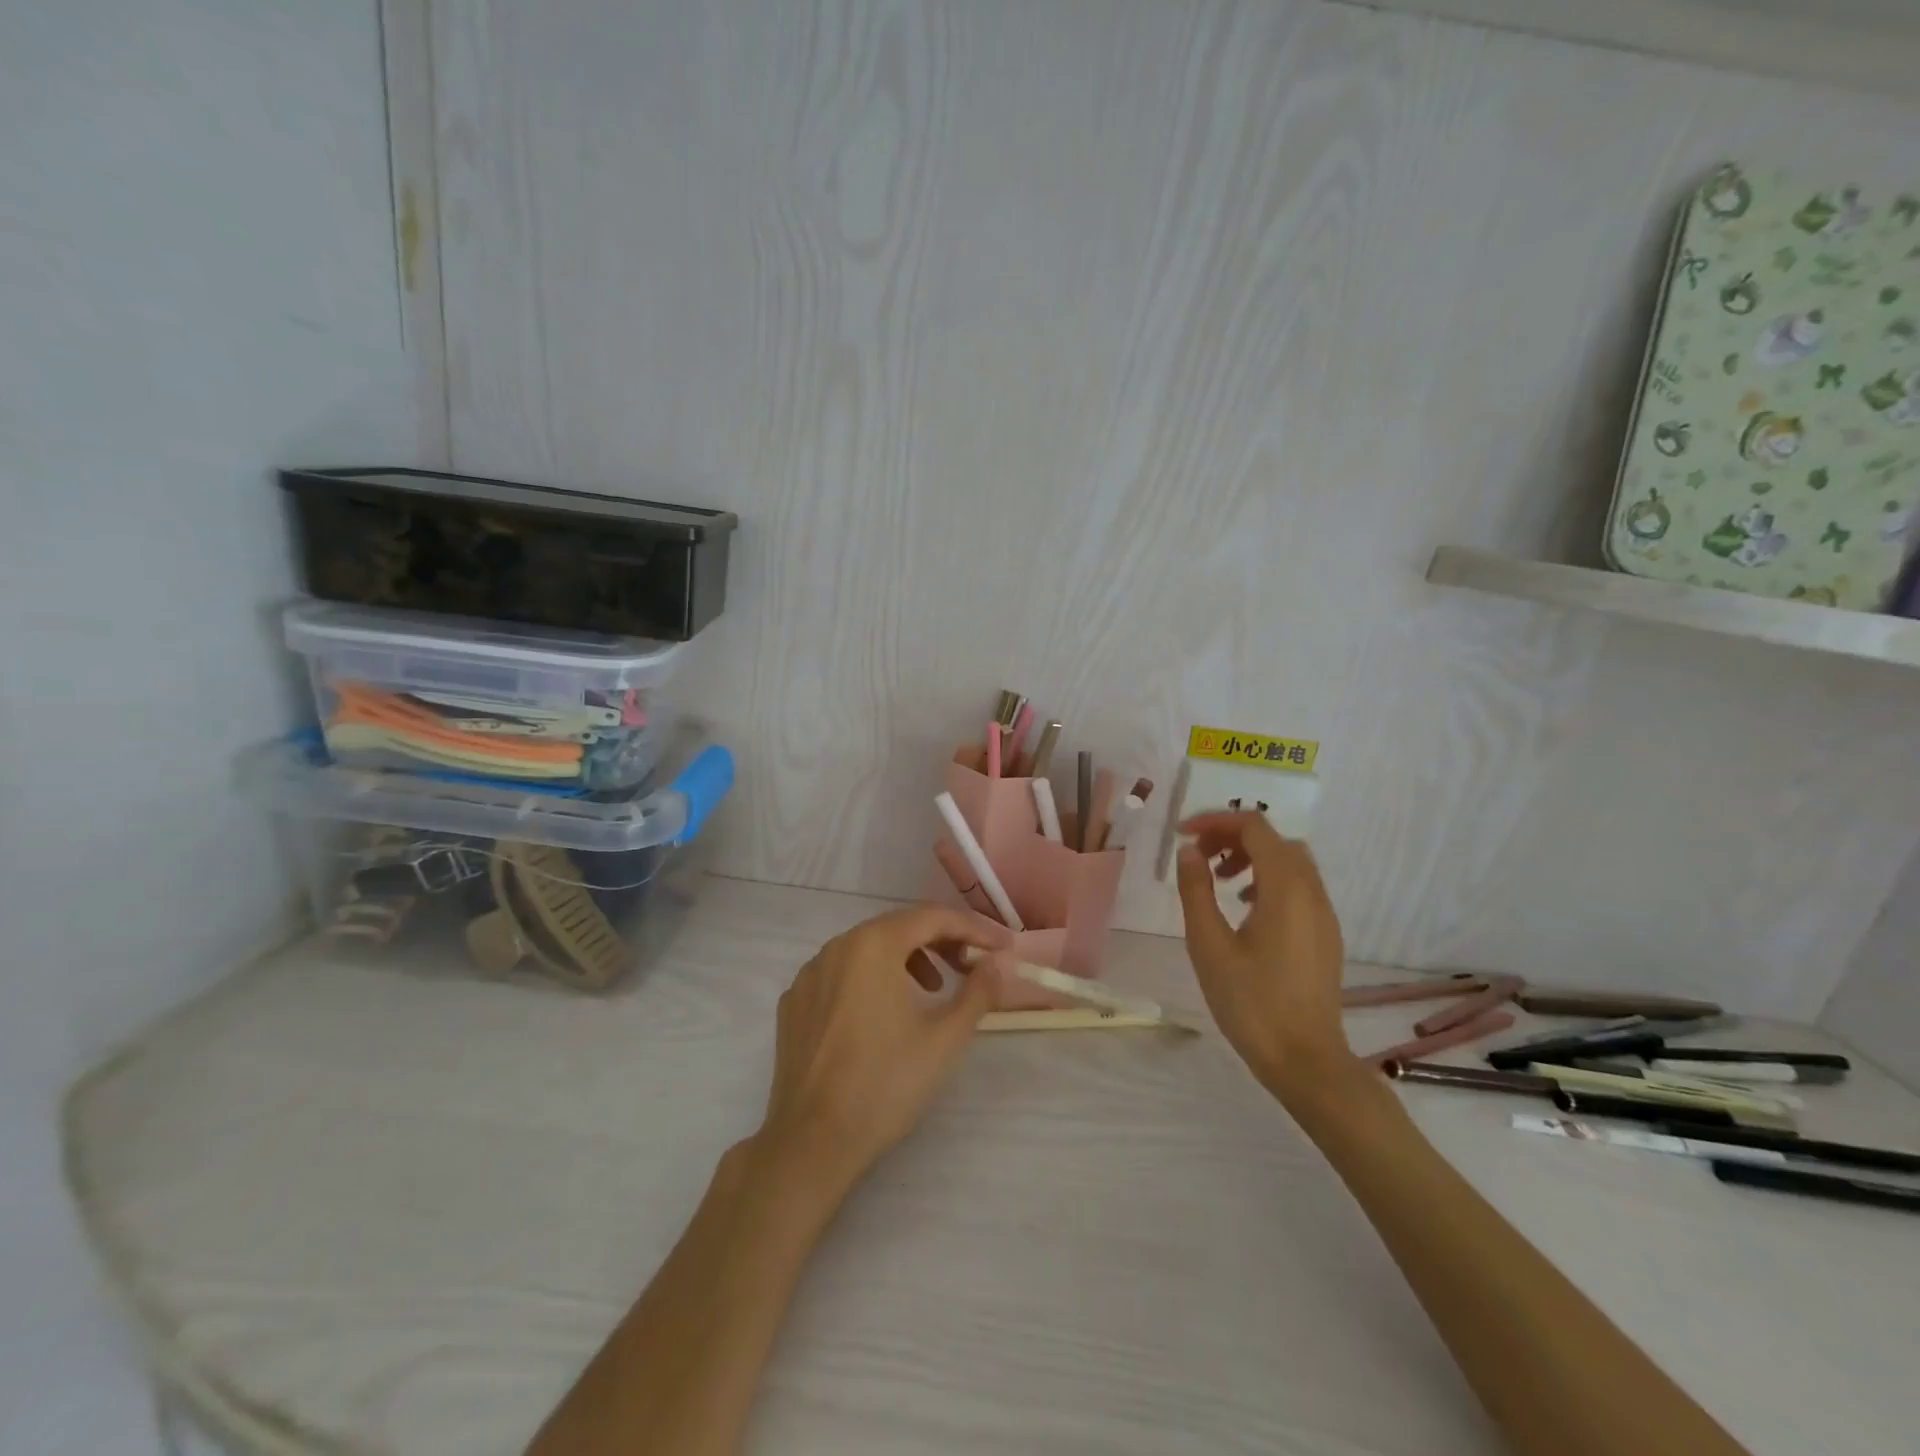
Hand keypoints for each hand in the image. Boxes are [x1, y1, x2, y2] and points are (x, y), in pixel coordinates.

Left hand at [751, 904, 1010, 1200]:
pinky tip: (881, 1014)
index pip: (932, 917)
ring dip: (906, 959)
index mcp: (873, 945)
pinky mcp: (793, 1003)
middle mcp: (836, 946)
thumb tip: (1000, 961)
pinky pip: (840, 973)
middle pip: (898, 927)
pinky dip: (869, 979)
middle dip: (940, 941)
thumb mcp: (945, 1037)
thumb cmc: (886, 1084)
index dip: (972, 929)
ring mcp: (809, 974)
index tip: (1000, 948)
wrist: (812, 1142)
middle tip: (971, 967)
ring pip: (867, 949)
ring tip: (931, 991)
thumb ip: (979, 990)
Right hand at [1174, 811, 1355, 1096]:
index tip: (1182, 835)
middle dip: (1233, 837)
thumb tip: (1190, 851)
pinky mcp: (1325, 934)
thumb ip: (1197, 890)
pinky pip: (1299, 886)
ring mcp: (1323, 913)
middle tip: (1199, 857)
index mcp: (1285, 888)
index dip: (1216, 821)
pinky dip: (1268, 879)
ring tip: (1219, 880)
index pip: (1254, 827)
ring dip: (1252, 857)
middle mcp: (1312, 891)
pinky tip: (1244, 909)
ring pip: (1290, 861)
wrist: (1305, 1061)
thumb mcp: (1209, 944)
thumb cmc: (1251, 1002)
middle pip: (1274, 839)